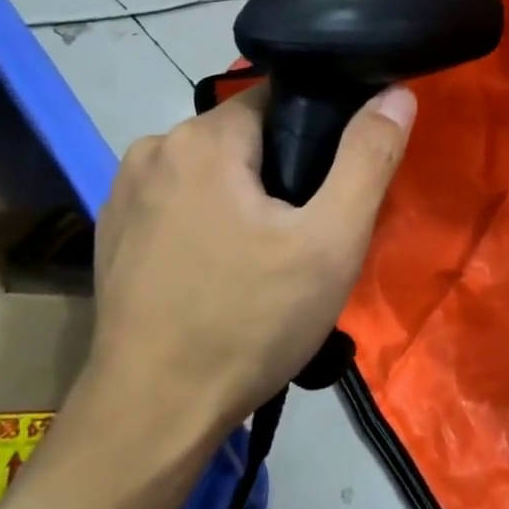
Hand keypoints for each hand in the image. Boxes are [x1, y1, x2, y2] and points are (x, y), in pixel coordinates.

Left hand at [86, 82, 416, 439]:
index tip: (338, 184)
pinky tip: (221, 273)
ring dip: (246, 199)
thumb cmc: (251, 320)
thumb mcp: (331, 240)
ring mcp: (124, 192)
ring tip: (270, 259)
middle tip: (310, 235)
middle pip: (246, 138)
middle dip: (284, 173)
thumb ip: (368, 158)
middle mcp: (154, 149)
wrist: (155, 413)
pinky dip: (208, 222)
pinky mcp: (113, 233)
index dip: (322, 134)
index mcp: (204, 138)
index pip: (281, 99)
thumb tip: (396, 94)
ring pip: (213, 173)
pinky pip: (180, 204)